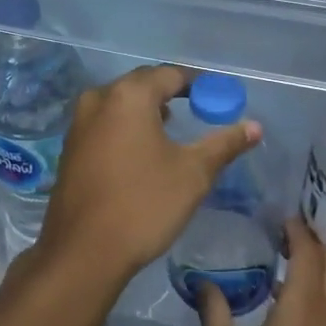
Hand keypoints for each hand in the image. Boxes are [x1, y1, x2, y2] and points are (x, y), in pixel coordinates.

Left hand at [34, 64, 259, 296]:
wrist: (84, 251)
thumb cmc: (144, 204)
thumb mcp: (193, 174)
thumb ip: (224, 144)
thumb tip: (254, 126)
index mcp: (128, 95)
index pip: (169, 74)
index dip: (196, 83)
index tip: (217, 98)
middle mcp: (99, 98)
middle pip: (142, 83)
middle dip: (170, 92)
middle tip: (198, 109)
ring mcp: (79, 122)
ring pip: (120, 102)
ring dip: (146, 109)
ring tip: (172, 128)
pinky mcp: (71, 146)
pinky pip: (105, 122)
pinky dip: (126, 125)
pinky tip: (141, 149)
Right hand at [200, 218, 325, 325]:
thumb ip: (215, 313)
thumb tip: (203, 282)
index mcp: (305, 310)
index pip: (310, 252)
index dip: (297, 229)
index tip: (279, 215)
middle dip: (315, 243)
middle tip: (284, 234)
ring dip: (317, 273)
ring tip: (281, 267)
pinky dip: (318, 300)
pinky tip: (287, 312)